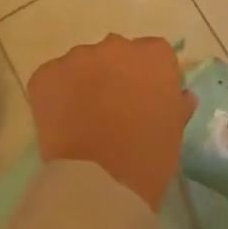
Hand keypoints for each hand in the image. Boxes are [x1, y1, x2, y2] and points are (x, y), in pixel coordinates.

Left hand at [28, 34, 195, 207]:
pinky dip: (56, 95)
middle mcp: (117, 45)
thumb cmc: (148, 157)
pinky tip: (62, 121)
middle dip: (115, 74)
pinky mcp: (47, 74)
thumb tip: (180, 95)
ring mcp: (78, 57)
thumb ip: (177, 103)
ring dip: (84, 82)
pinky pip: (53, 78)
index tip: (145, 99)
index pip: (154, 54)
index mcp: (154, 55)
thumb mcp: (174, 129)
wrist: (100, 183)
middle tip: (113, 108)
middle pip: (117, 53)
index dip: (148, 77)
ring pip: (83, 64)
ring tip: (83, 117)